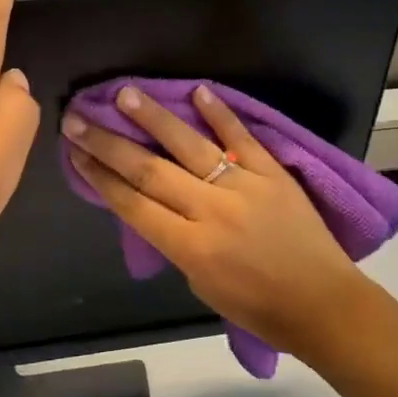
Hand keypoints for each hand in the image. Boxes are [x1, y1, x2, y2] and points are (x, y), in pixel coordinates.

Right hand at [64, 83, 367, 361]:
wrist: (323, 304)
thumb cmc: (258, 307)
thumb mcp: (201, 284)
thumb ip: (175, 240)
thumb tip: (153, 203)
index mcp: (190, 247)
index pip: (133, 204)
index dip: (100, 177)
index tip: (75, 153)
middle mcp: (211, 211)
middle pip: (149, 171)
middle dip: (108, 144)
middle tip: (77, 119)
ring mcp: (243, 187)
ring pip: (190, 146)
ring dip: (154, 118)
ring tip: (125, 94)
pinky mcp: (273, 173)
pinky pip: (242, 138)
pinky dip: (220, 113)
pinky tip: (197, 90)